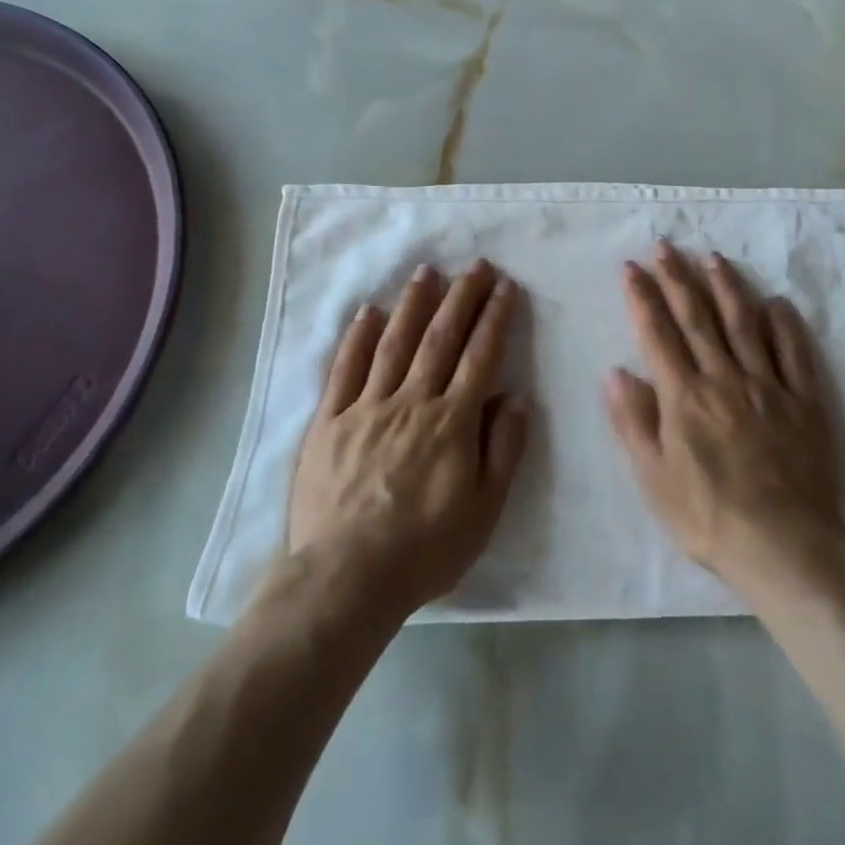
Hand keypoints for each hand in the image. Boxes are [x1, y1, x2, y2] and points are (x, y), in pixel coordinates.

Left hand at [287, 261, 528, 615]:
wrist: (345, 578)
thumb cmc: (425, 549)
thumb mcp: (484, 509)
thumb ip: (503, 448)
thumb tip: (516, 397)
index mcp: (452, 422)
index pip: (480, 356)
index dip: (495, 318)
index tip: (506, 287)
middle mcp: (411, 401)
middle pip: (440, 338)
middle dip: (461, 297)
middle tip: (476, 265)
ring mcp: (366, 407)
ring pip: (394, 343)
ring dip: (413, 304)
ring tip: (427, 271)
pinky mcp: (329, 421)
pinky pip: (345, 369)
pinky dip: (357, 337)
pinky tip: (368, 311)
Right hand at [605, 243, 842, 587]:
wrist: (785, 545)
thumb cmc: (708, 517)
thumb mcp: (653, 478)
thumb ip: (633, 422)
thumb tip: (615, 372)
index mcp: (684, 396)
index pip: (657, 334)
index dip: (642, 297)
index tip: (631, 267)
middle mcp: (724, 378)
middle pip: (699, 317)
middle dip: (678, 278)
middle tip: (666, 246)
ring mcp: (768, 386)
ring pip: (745, 324)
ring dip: (727, 287)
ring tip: (714, 258)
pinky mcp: (804, 401)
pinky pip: (795, 352)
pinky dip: (785, 324)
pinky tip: (777, 302)